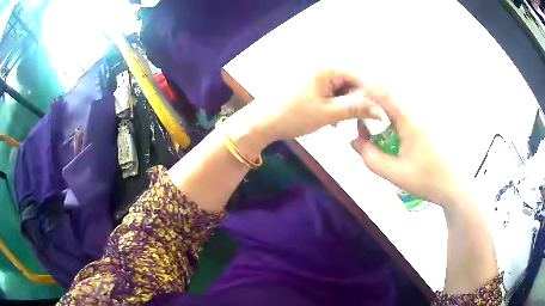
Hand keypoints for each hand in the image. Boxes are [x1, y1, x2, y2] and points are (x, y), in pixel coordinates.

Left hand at [229, 69, 382, 151]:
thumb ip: (356, 108)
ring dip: (349, 102)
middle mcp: (322, 65)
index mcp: (326, 67)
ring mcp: (315, 74)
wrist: (261, 122)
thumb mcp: (328, 113)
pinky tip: (336, 116)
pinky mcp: (310, 83)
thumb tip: (381, 110)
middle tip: (367, 119)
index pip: (360, 75)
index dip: (373, 93)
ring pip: (342, 86)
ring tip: (348, 119)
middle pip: (352, 80)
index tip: (382, 111)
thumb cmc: (293, 116)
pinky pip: (331, 90)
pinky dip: (337, 102)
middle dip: (360, 99)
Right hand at [350, 87, 463, 206]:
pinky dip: (392, 115)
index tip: (349, 95)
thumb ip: (371, 157)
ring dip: (381, 107)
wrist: (455, 186)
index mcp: (410, 119)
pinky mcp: (428, 123)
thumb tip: (354, 140)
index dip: (364, 88)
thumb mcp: (395, 174)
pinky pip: (405, 110)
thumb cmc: (428, 180)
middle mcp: (418, 111)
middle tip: (358, 115)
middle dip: (370, 99)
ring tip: (371, 123)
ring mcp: (425, 116)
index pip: (383, 93)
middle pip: (389, 93)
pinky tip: (390, 131)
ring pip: (398, 101)